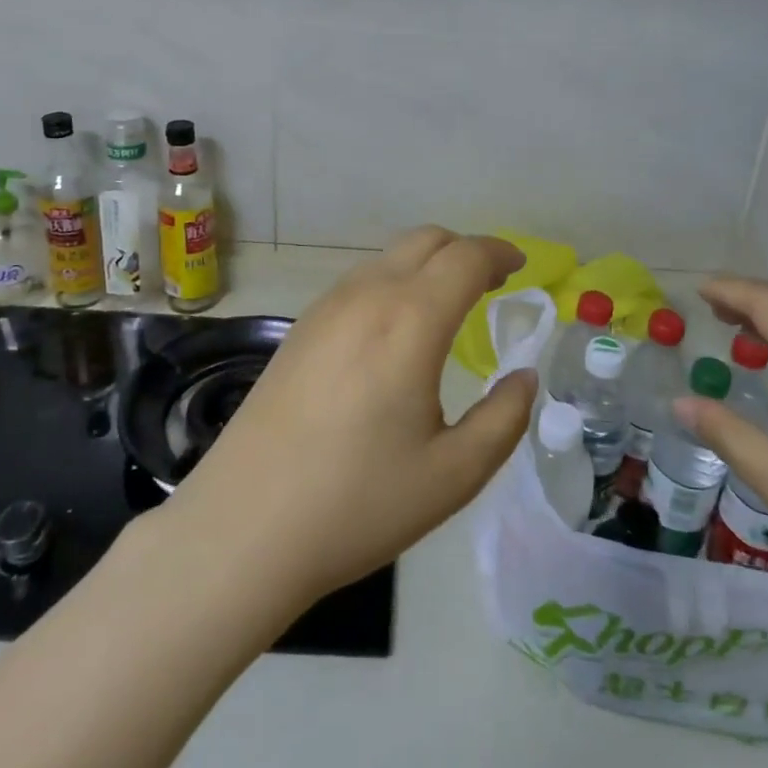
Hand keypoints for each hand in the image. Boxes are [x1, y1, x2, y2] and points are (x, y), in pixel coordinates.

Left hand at [168, 227, 535, 610]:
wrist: (243, 528)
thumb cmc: (357, 503)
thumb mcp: (453, 474)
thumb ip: (503, 419)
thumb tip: (523, 377)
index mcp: (410, 321)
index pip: (466, 257)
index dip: (500, 252)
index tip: (523, 266)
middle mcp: (366, 297)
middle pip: (426, 240)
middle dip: (467, 250)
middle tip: (492, 282)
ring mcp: (325, 308)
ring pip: (389, 257)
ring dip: (428, 264)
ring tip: (449, 304)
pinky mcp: (299, 328)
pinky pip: (359, 281)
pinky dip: (394, 281)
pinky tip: (396, 328)